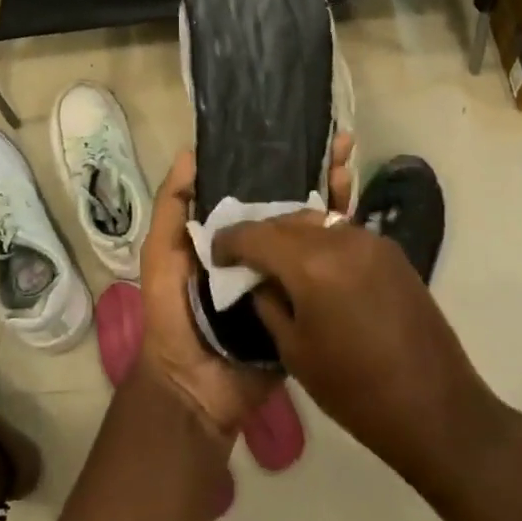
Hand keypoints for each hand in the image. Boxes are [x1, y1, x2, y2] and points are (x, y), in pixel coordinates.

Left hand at [136, 137, 353, 439]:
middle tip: (342, 144)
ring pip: (315, 231)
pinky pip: (326, 272)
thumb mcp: (162, 254)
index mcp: (231, 233)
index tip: (302, 134)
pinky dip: (342, 247)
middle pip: (293, 203)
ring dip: (335, 199)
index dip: (278, 162)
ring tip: (352, 167)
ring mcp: (288, 275)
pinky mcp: (306, 303)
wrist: (197, 387)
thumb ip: (172, 208)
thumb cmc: (172, 314)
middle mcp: (263, 248)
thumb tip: (189, 152)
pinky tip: (360, 219)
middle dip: (317, 173)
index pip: (258, 188)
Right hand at [211, 213, 507, 493]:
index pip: (257, 235)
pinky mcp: (392, 251)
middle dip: (262, 235)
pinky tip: (315, 266)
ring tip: (278, 260)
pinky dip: (322, 243)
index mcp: (312, 265)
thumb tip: (257, 280)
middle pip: (288, 221)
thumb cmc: (356, 391)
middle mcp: (341, 238)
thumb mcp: (295, 352)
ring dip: (293, 236)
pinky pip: (343, 235)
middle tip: (244, 257)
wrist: (436, 409)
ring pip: (317, 223)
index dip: (230, 241)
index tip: (215, 251)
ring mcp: (372, 240)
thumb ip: (269, 305)